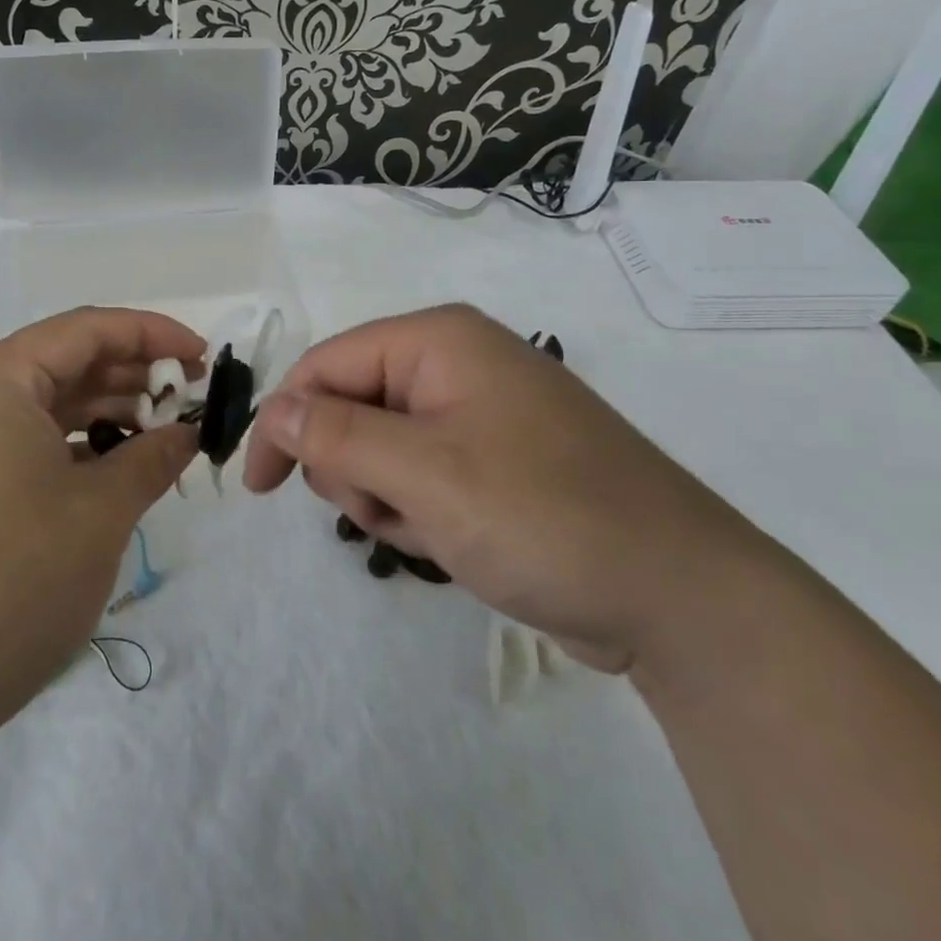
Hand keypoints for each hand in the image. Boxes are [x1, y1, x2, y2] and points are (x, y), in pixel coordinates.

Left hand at [0, 308, 203, 738]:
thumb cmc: (16, 578)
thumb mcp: (102, 510)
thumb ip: (155, 455)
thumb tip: (191, 430)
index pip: (88, 329)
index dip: (153, 334)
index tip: (203, 358)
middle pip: (69, 361)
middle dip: (134, 375)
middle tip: (191, 401)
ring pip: (52, 401)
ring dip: (111, 411)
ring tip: (165, 436)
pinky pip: (32, 437)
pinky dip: (80, 444)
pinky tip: (121, 467)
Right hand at [242, 305, 767, 671]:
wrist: (681, 599)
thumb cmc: (545, 516)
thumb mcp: (425, 474)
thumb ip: (336, 436)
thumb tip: (275, 408)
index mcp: (438, 340)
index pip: (326, 364)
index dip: (284, 420)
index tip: (260, 489)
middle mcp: (454, 363)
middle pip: (350, 405)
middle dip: (352, 468)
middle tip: (391, 510)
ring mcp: (477, 413)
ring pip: (379, 448)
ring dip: (387, 497)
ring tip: (435, 531)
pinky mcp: (491, 461)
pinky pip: (419, 476)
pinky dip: (420, 513)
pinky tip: (459, 542)